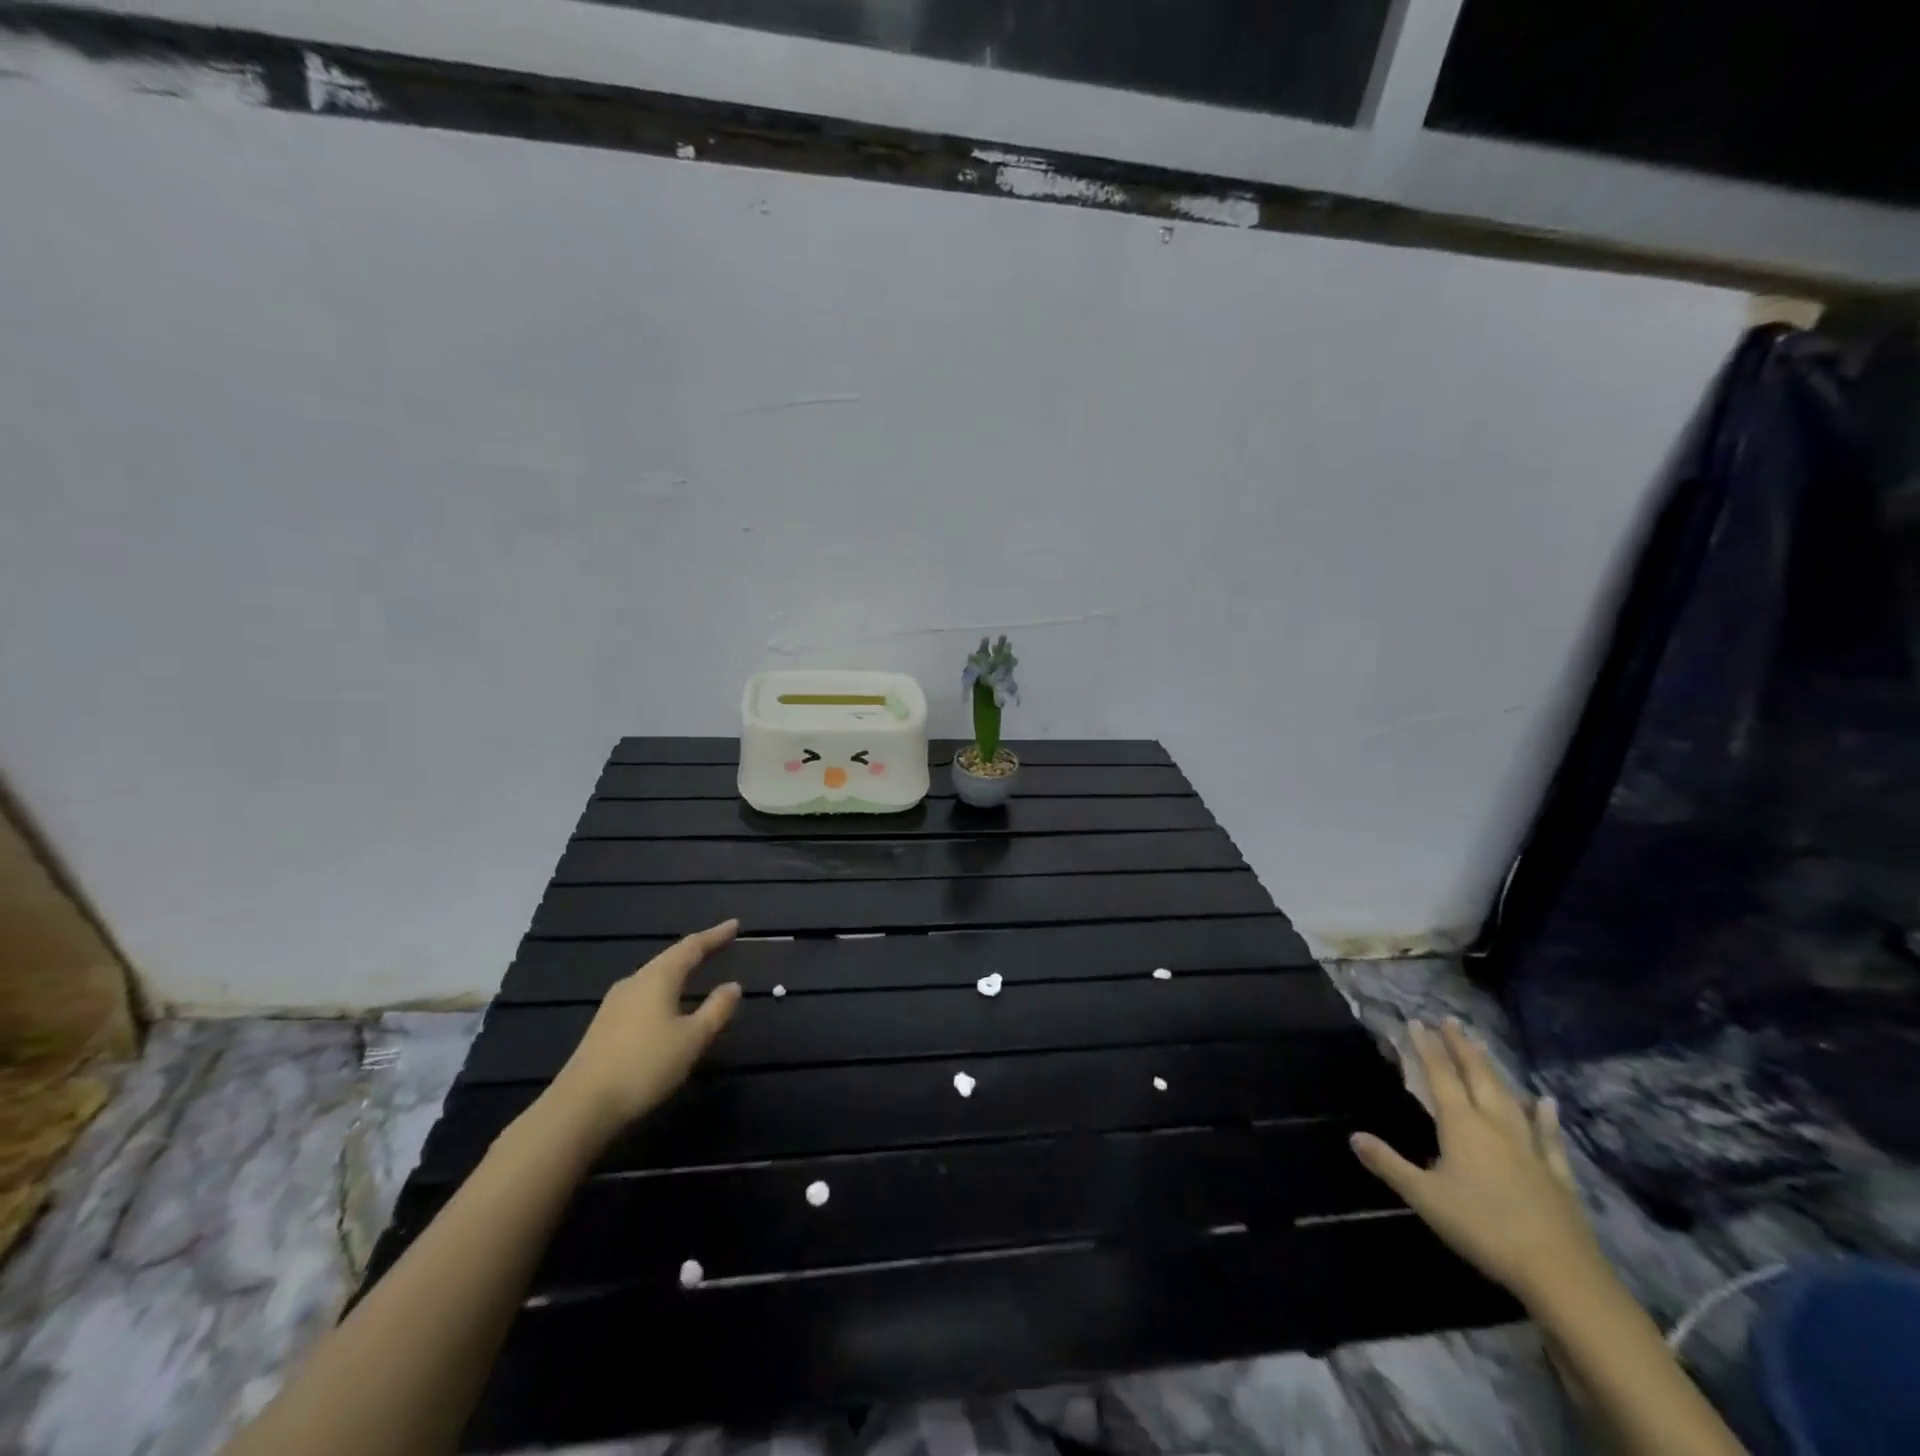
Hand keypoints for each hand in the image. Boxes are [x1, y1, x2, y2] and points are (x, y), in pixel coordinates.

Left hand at [544, 919, 742, 1140]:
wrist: (580, 1106)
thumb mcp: (693, 1039)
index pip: (692, 947)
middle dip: (696, 950)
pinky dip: (663, 990)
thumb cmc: (645, 1065)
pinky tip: (666, 1004)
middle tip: (719, 944)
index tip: (734, 925)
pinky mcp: (604, 1025)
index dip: (715, 936)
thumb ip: (716, 1010)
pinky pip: (642, 994)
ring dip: (678, 970)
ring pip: (654, 976)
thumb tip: (733, 986)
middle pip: (670, 958)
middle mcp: (635, 982)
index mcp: (658, 978)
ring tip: (695, 970)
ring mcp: (615, 1003)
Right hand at [1351, 1019, 1606, 1305]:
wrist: (1559, 1272)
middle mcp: (1495, 1125)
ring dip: (1493, 1070)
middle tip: (1451, 1021)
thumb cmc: (1482, 1227)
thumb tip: (1354, 1137)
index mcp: (1461, 1126)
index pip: (1440, 1076)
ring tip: (1484, 1046)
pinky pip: (1548, 1136)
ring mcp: (1529, 1148)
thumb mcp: (1424, 1197)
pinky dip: (1545, 1117)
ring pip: (1508, 1097)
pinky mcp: (1556, 1174)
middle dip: (1460, 1047)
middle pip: (1476, 1076)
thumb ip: (1389, 1164)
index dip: (1427, 1048)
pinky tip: (1546, 1102)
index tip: (1417, 1022)